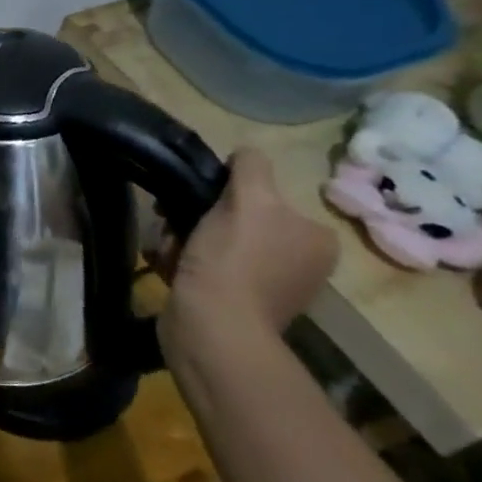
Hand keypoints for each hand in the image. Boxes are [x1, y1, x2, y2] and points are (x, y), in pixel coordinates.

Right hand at [159, 147, 337, 362]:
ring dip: (182, 240)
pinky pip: (205, 269)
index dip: (225, 195)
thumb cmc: (233, 262)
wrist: (211, 329)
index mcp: (315, 237)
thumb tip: (245, 153)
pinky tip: (167, 267)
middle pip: (236, 219)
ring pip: (214, 243)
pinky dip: (182, 264)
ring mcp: (268, 286)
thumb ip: (251, 168)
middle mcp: (300, 262)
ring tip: (166, 251)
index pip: (265, 197)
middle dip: (197, 220)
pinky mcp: (236, 306)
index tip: (196, 203)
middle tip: (174, 227)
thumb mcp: (248, 200)